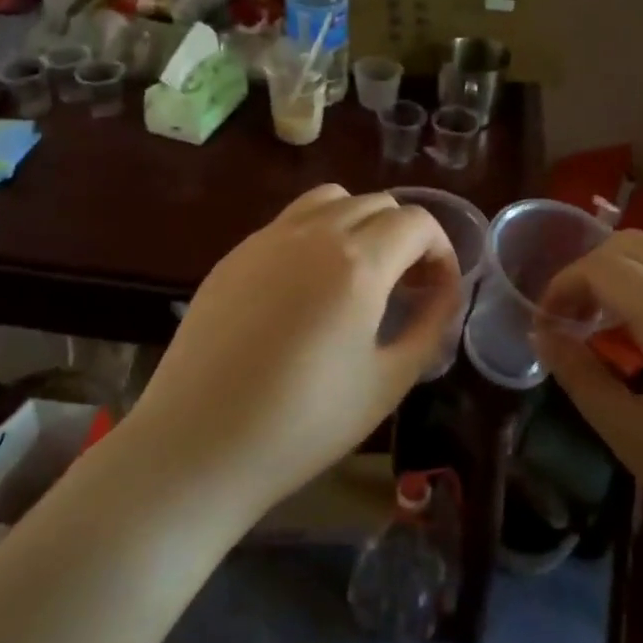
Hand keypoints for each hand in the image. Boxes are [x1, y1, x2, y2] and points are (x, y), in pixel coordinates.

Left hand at [128, 185, 458, 518]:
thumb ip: (429, 326)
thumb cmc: (303, 424)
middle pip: (377, 202)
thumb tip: (444, 292)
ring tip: (360, 272)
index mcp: (358, 262)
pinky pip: (290, 221)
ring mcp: (268, 238)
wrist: (198, 444)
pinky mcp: (235, 253)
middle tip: (406, 285)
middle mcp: (314, 233)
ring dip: (360, 222)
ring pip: (331, 198)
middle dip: (405, 236)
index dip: (441, 249)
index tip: (438, 288)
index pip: (416, 221)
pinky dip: (317, 233)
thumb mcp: (388, 382)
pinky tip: (308, 286)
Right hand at [536, 220, 642, 588]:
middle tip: (579, 316)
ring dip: (636, 255)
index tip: (550, 321)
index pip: (603, 268)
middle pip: (635, 242)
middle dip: (593, 269)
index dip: (564, 285)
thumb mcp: (632, 436)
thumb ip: (579, 375)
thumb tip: (544, 334)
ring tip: (625, 302)